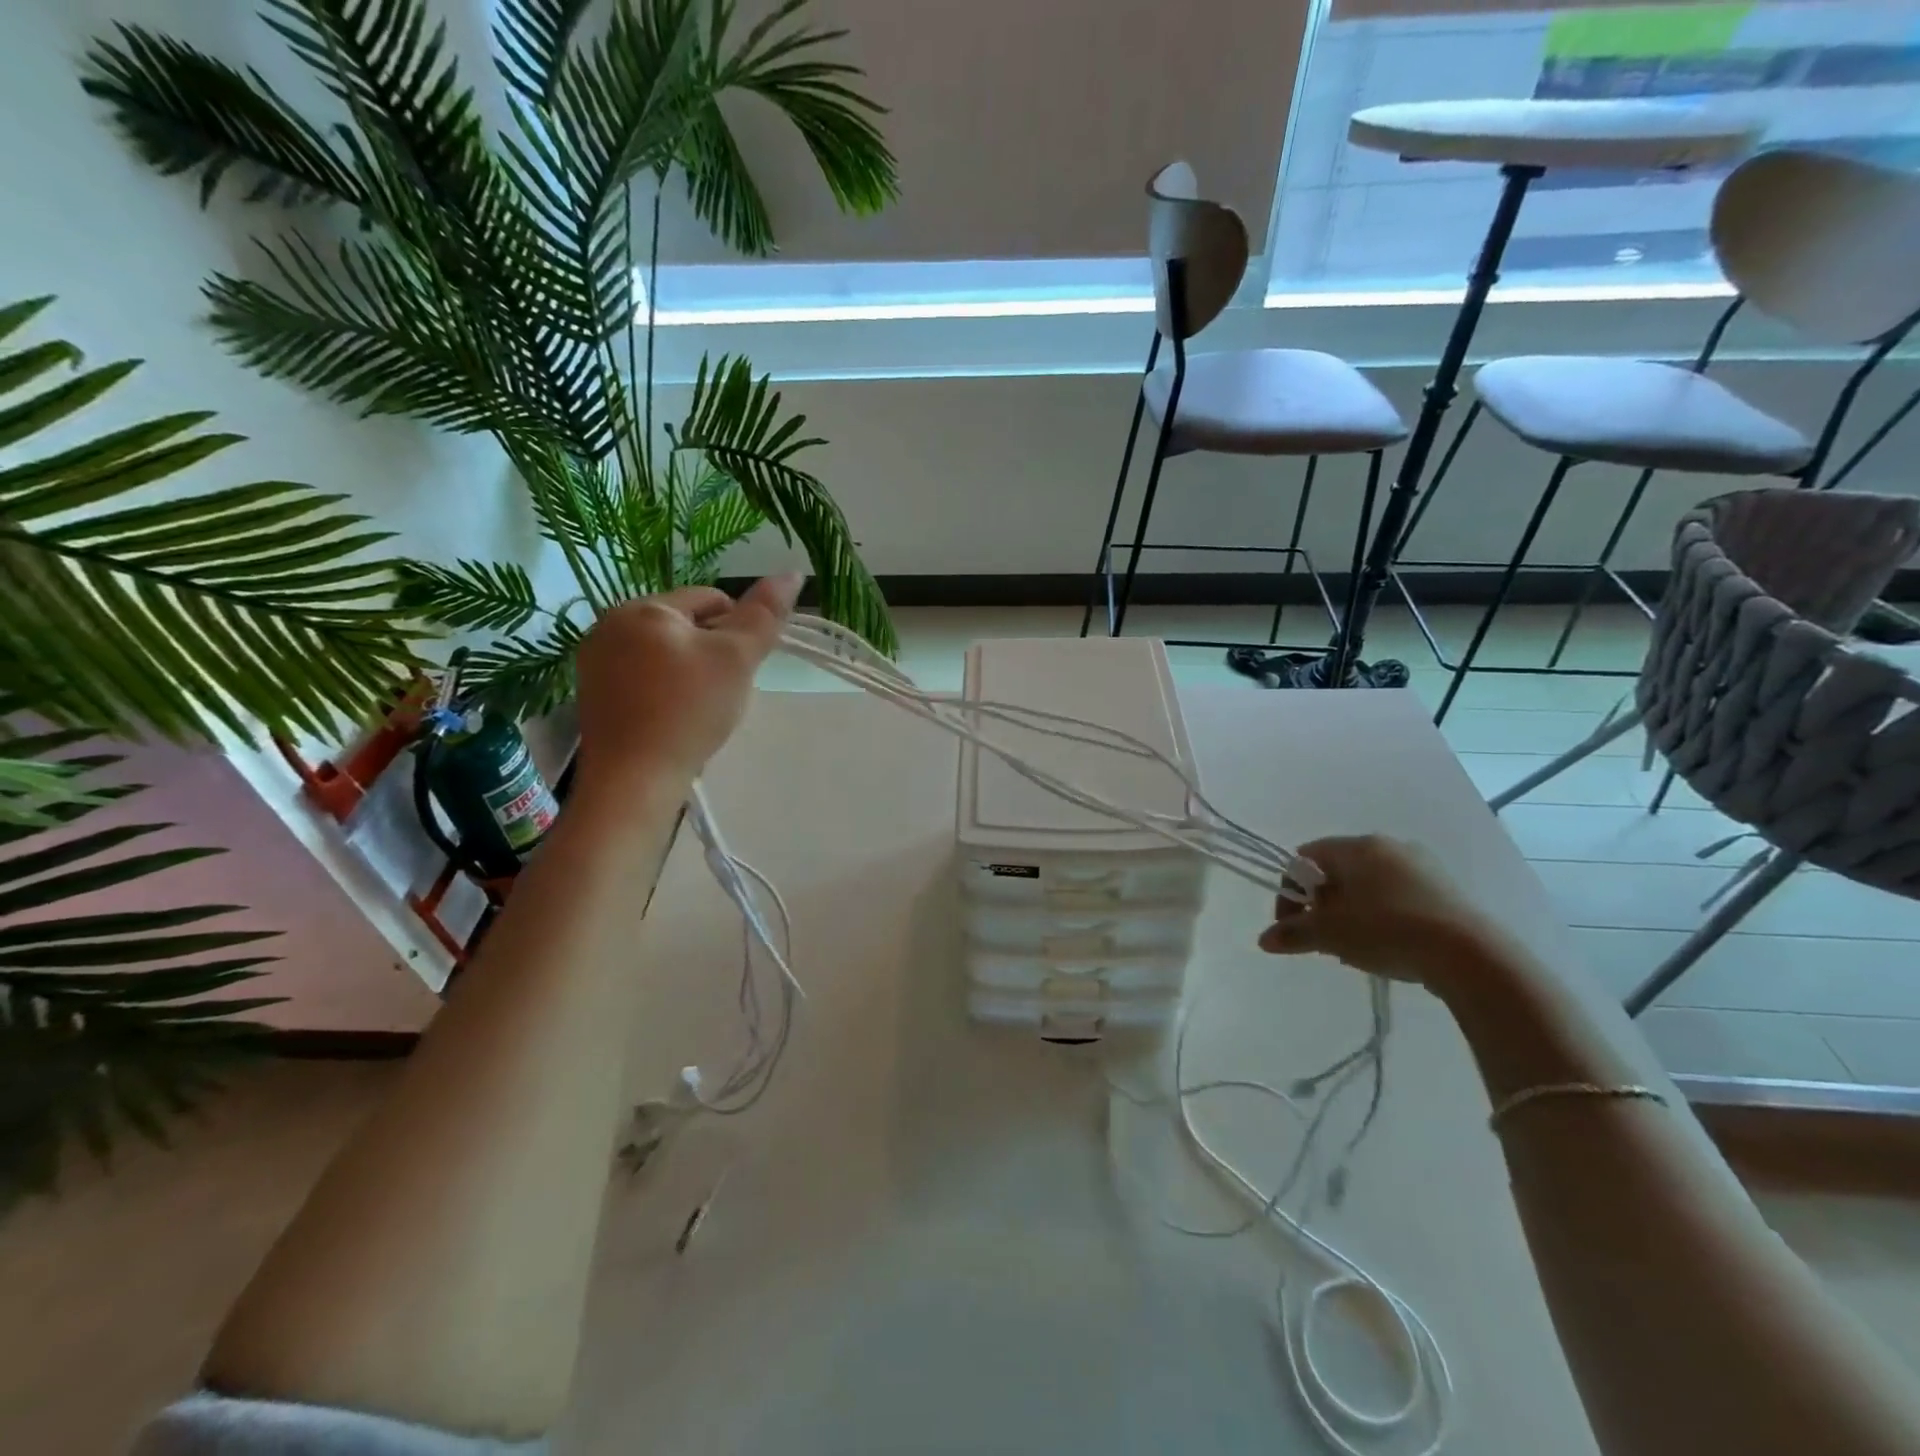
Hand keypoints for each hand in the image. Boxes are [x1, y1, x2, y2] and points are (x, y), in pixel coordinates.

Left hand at [573, 575, 801, 793]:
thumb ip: (765, 614)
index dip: (738, 631)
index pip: (711, 599)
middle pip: (685, 625)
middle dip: (711, 653)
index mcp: (644, 608)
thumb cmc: (689, 710)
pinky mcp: (593, 695)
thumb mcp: (737, 658)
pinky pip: (642, 678)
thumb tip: (793, 573)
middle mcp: (609, 624)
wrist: (635, 779)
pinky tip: (673, 720)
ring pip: (664, 653)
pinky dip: (664, 692)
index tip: (741, 668)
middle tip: (722, 693)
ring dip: (689, 673)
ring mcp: (595, 661)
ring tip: (699, 710)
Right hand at [1258, 835, 1501, 987]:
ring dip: (1352, 913)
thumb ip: (1293, 934)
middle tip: (1324, 939)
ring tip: (1356, 948)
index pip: (1306, 857)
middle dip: (1323, 904)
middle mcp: (1388, 846)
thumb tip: (1264, 940)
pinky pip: (1399, 897)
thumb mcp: (1330, 934)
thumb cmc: (1387, 931)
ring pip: (1369, 886)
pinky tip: (1389, 946)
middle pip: (1337, 871)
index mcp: (1356, 846)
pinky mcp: (1447, 890)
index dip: (1291, 890)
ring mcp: (1422, 866)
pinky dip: (1383, 916)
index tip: (1294, 924)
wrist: (1469, 955)